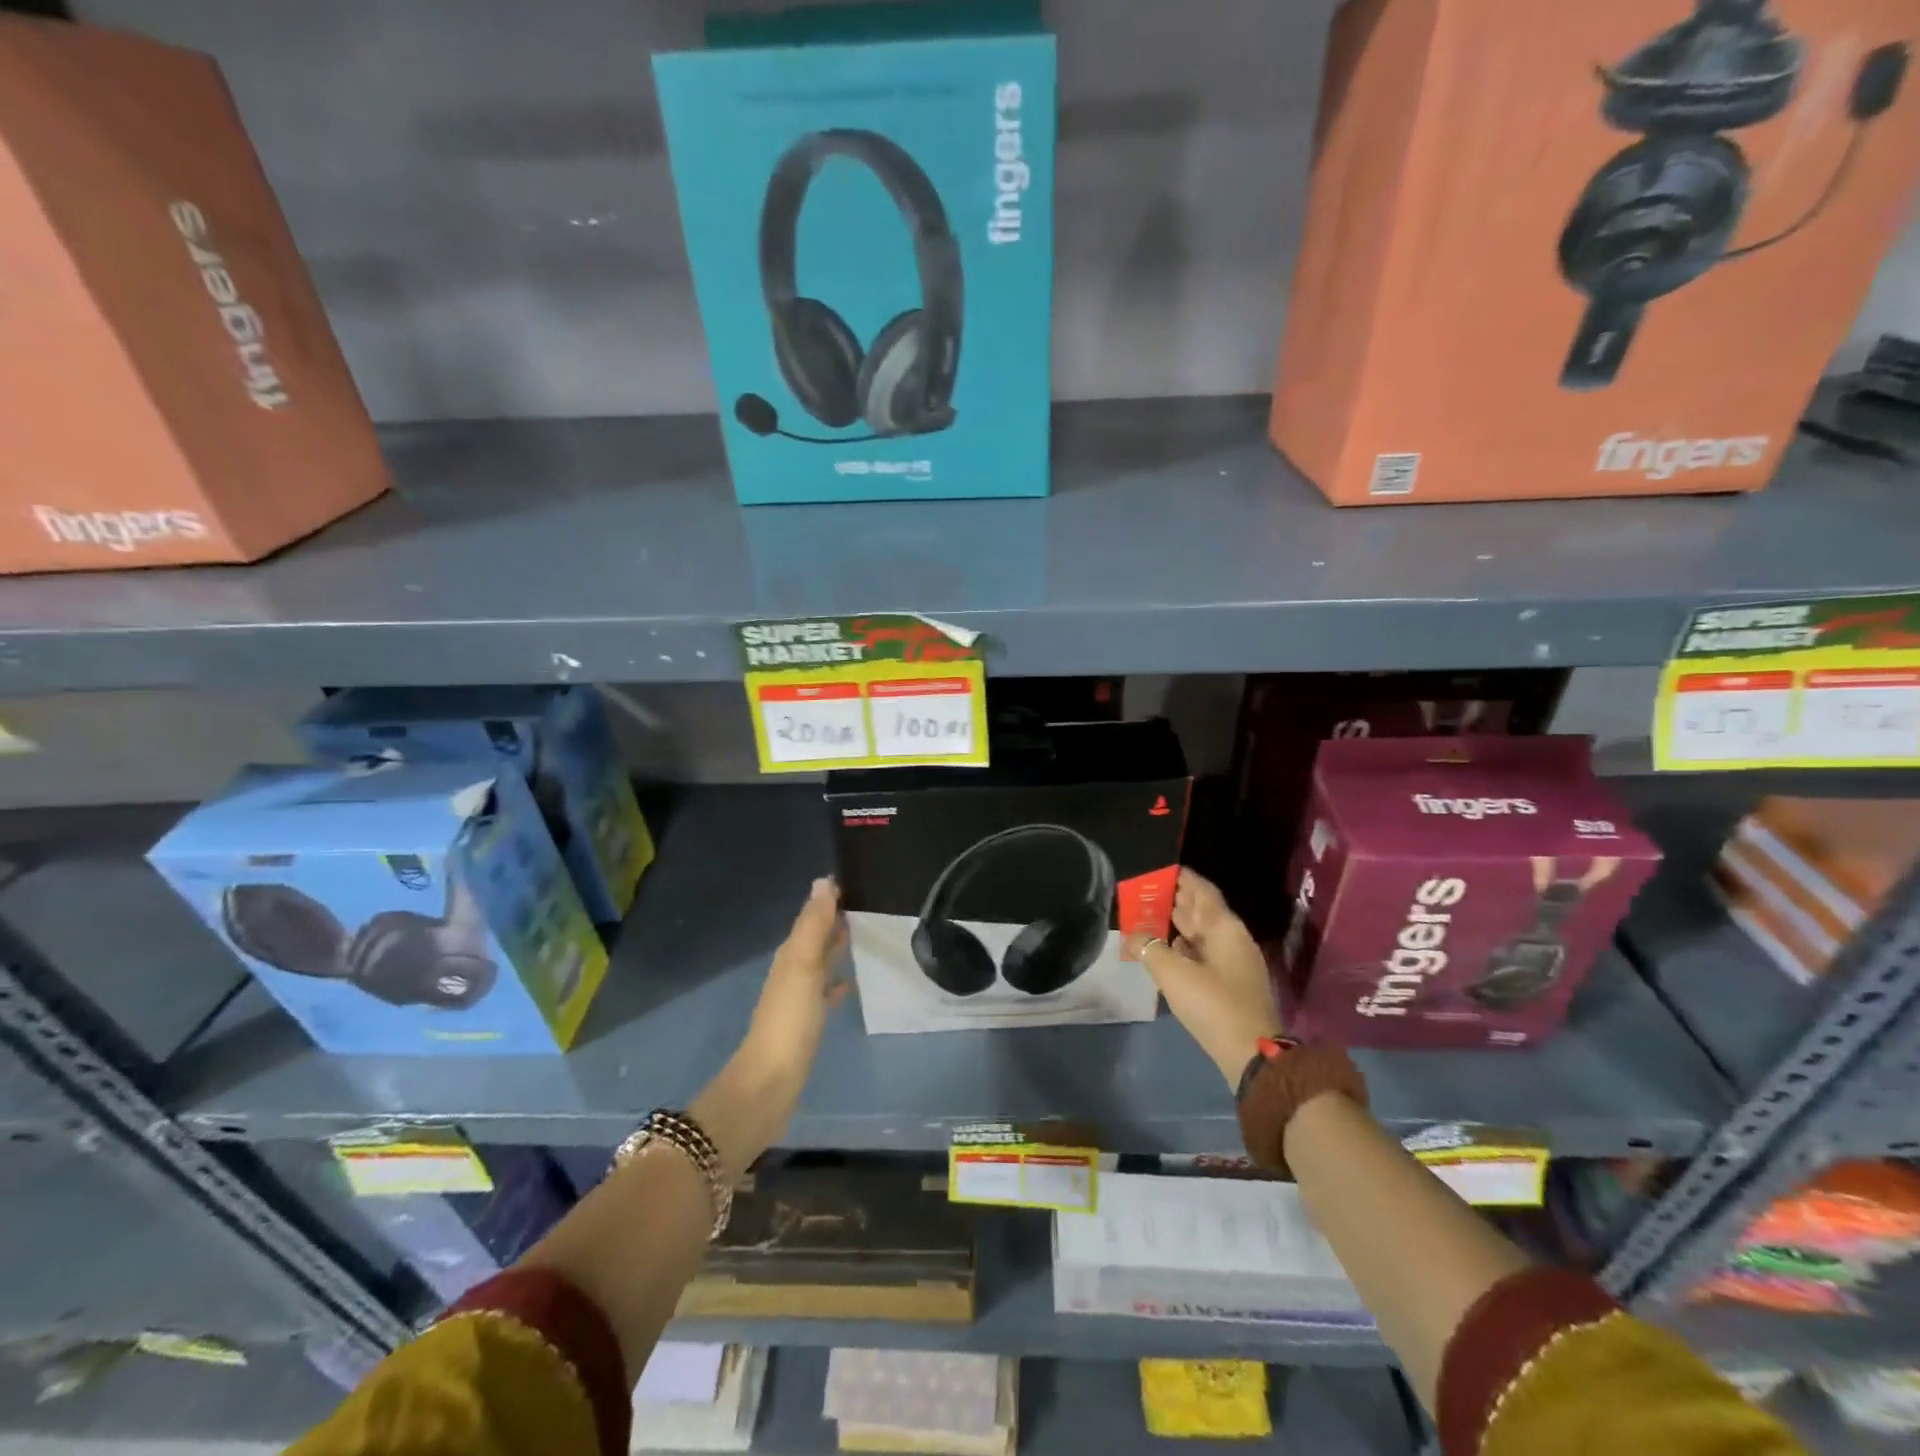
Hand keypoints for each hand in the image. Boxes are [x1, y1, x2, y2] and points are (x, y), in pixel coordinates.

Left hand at [694, 878, 849, 1176]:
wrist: (771, 1082)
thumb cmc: (789, 1019)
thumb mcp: (804, 965)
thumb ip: (814, 925)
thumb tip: (823, 881)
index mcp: (790, 954)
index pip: (811, 916)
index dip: (829, 899)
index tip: (855, 880)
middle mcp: (792, 970)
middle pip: (815, 937)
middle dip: (834, 920)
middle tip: (867, 903)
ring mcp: (798, 998)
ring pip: (821, 962)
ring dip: (836, 948)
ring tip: (864, 936)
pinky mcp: (807, 1022)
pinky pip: (825, 991)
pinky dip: (837, 981)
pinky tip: (850, 983)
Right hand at [1124, 868, 1281, 1088]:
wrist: (1252, 1055)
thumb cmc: (1213, 1004)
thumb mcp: (1173, 974)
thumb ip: (1149, 949)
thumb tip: (1133, 936)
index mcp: (1225, 928)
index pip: (1202, 891)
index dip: (1182, 877)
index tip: (1160, 868)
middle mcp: (1232, 939)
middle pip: (1202, 911)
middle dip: (1175, 899)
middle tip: (1146, 890)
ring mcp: (1234, 963)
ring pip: (1202, 933)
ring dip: (1177, 923)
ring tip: (1148, 915)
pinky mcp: (1230, 984)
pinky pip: (1203, 953)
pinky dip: (1184, 946)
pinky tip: (1165, 949)